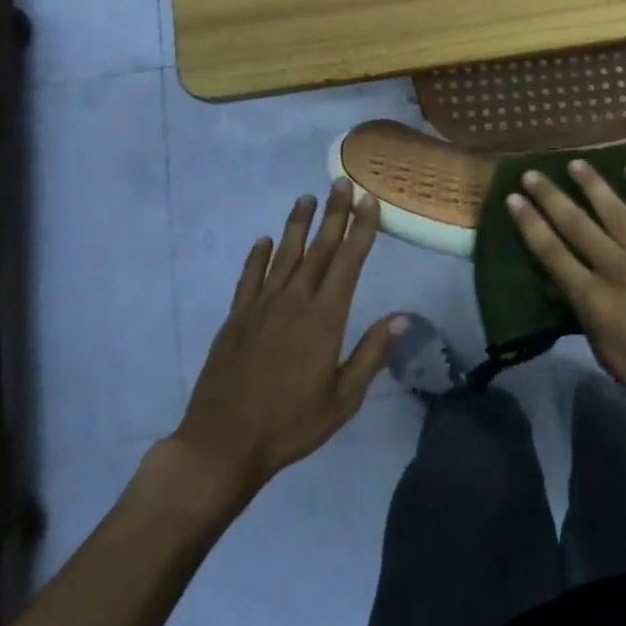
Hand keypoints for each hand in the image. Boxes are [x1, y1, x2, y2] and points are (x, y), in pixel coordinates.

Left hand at [167, 181, 397, 517]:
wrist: (222, 444)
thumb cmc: (291, 424)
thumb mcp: (343, 398)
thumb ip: (372, 353)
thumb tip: (402, 317)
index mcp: (325, 318)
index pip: (348, 262)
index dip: (361, 229)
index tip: (369, 200)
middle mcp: (294, 301)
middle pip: (319, 248)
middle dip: (334, 214)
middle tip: (342, 182)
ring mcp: (261, 307)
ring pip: (284, 255)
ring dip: (298, 224)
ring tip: (307, 197)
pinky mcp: (236, 319)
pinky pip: (249, 278)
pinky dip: (258, 257)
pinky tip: (264, 241)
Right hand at [507, 160, 625, 433]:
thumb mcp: (606, 355)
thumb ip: (585, 315)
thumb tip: (564, 286)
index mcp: (595, 300)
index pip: (552, 254)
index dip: (530, 225)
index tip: (513, 200)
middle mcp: (618, 268)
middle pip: (577, 225)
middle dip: (550, 197)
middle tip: (531, 174)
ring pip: (615, 210)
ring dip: (592, 184)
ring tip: (574, 163)